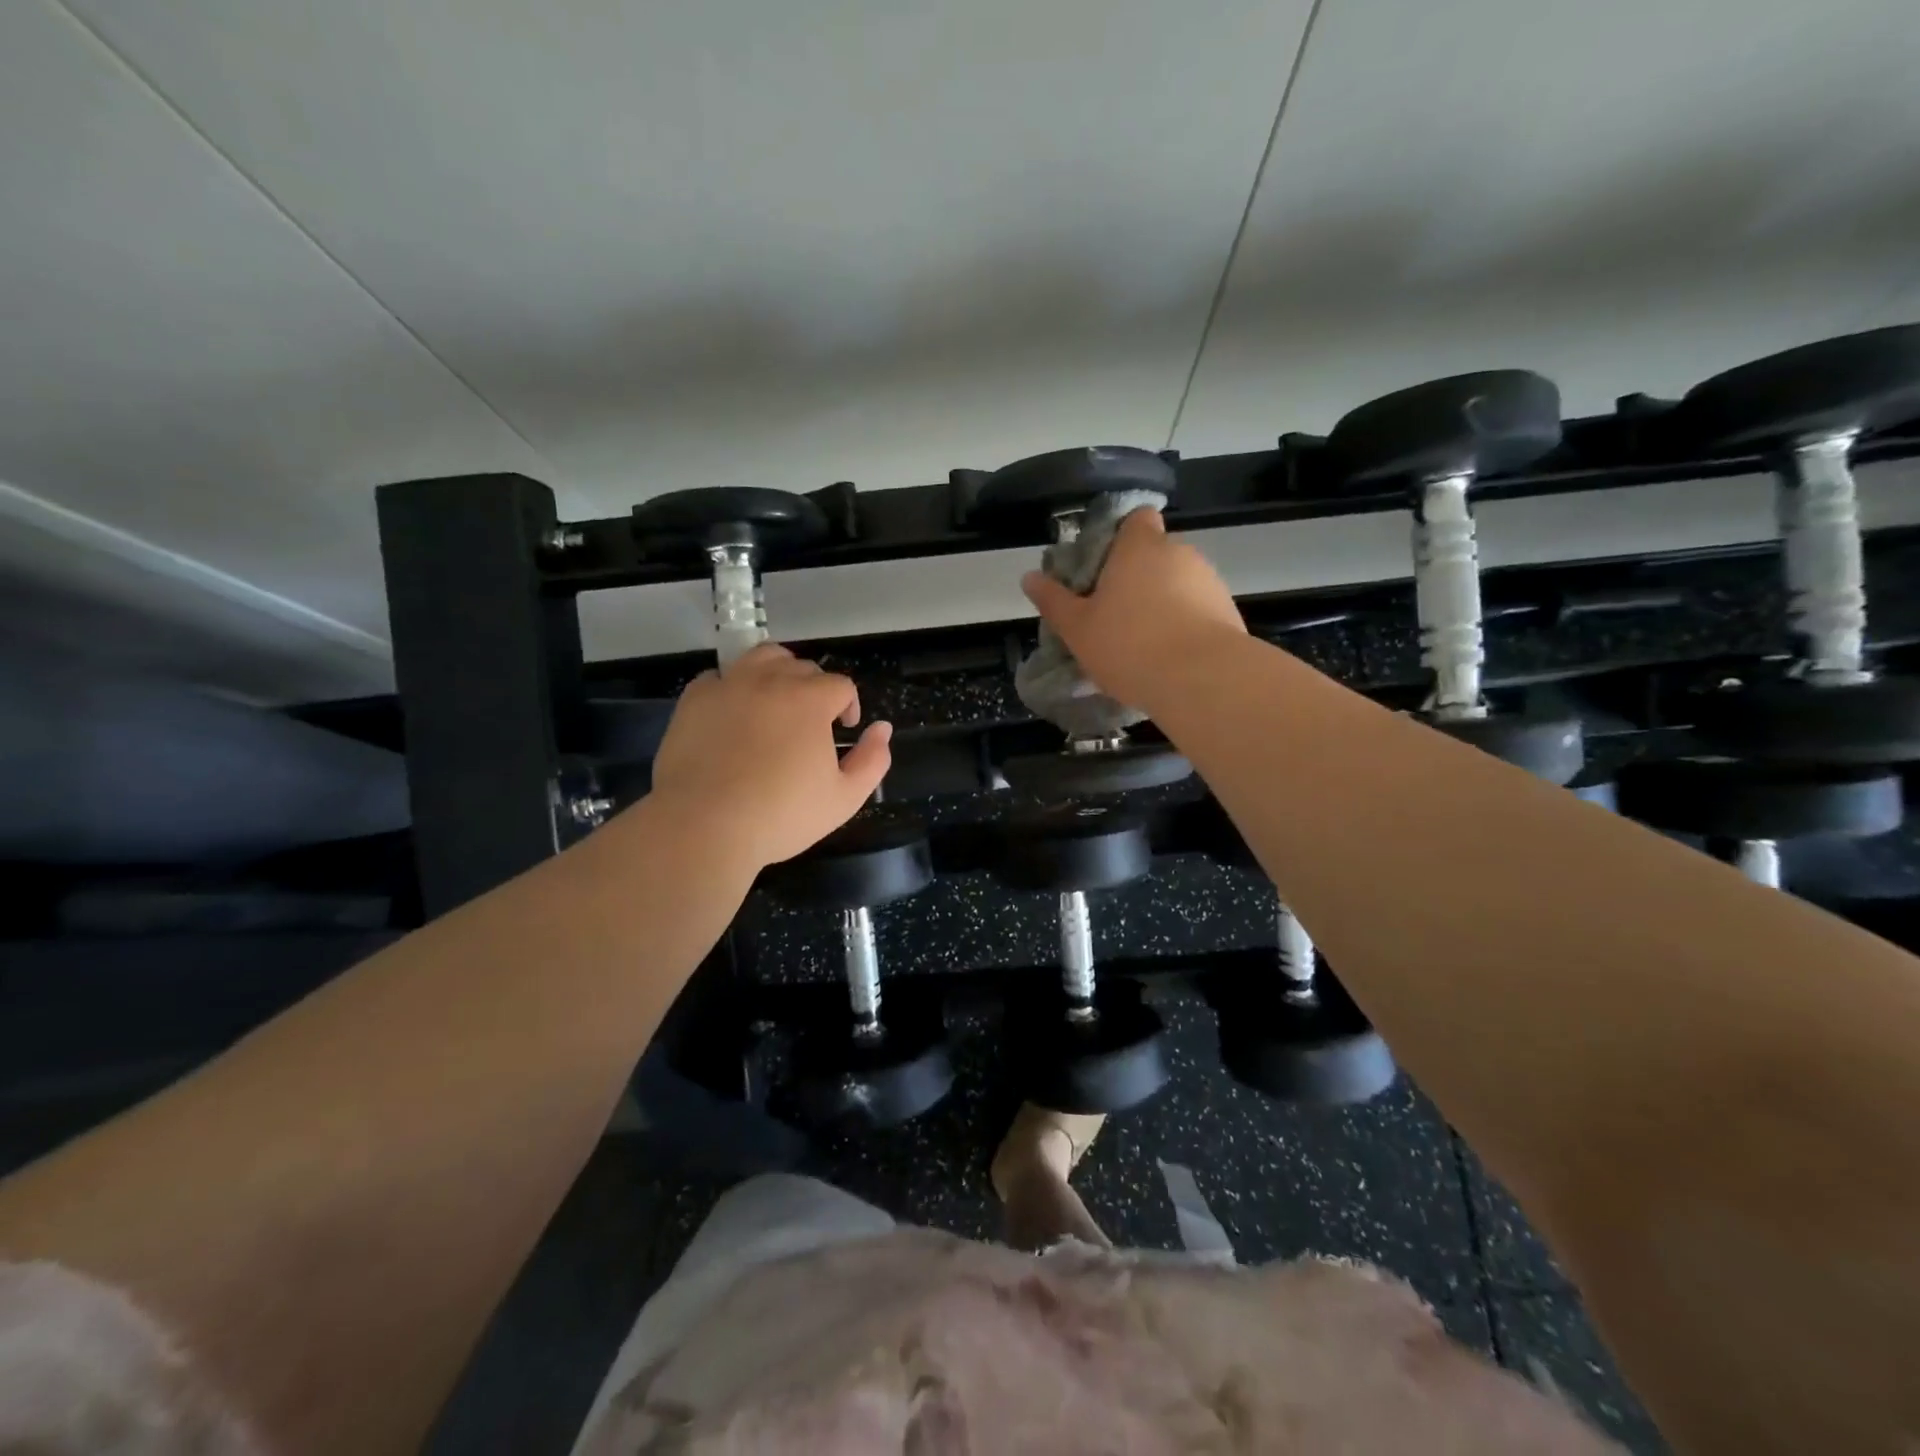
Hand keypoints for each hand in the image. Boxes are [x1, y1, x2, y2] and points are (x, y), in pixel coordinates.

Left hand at [648, 644, 891, 868]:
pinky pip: (719, 677)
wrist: (704, 826)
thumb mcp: (844, 798)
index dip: (849, 705)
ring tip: (775, 702)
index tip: (844, 730)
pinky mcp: (694, 700)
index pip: (840, 685)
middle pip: (802, 667)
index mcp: (811, 700)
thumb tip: (882, 728)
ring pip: (761, 658)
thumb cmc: (781, 815)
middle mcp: (771, 681)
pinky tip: (733, 714)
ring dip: (777, 673)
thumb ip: (872, 760)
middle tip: (811, 724)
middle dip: (815, 690)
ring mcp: (729, 686)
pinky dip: (732, 688)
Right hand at [1021, 511, 1245, 711]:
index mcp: (1140, 547)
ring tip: (1141, 642)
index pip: (1137, 518)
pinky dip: (1183, 624)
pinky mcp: (1228, 612)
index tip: (1103, 565)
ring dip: (1161, 602)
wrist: (1202, 680)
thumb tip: (1029, 577)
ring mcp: (1209, 581)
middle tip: (1112, 613)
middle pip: (1155, 554)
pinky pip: (1197, 610)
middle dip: (1137, 577)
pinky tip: (1168, 657)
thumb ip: (1054, 600)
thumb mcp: (1077, 628)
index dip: (1121, 535)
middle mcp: (1179, 553)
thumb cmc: (1129, 645)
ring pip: (1178, 583)